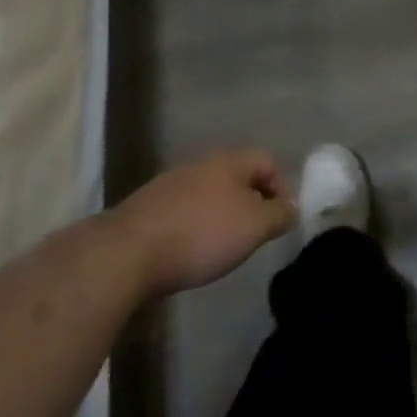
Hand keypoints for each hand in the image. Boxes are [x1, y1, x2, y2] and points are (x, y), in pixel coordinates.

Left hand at [111, 150, 296, 298]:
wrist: (124, 255)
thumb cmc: (201, 234)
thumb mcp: (255, 226)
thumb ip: (280, 214)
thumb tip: (291, 208)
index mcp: (229, 161)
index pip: (267, 162)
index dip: (282, 188)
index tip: (281, 220)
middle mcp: (199, 164)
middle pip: (236, 177)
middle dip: (250, 203)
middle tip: (255, 234)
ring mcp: (168, 185)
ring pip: (208, 195)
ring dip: (220, 216)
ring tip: (222, 247)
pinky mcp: (144, 210)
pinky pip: (182, 213)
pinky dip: (193, 228)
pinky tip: (189, 252)